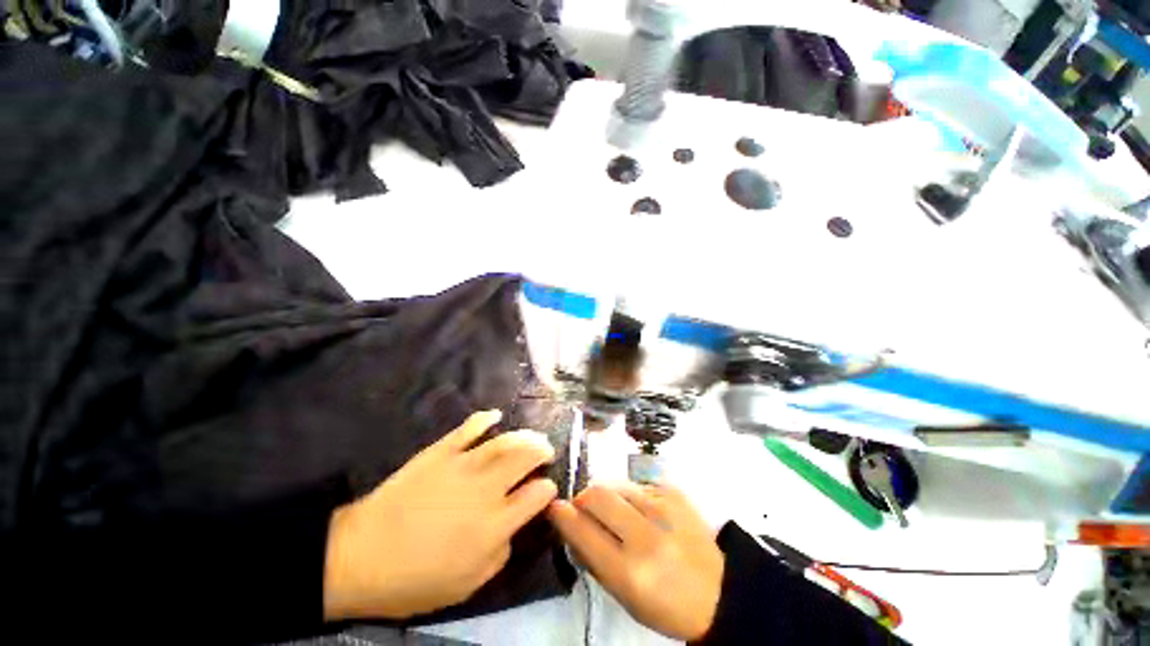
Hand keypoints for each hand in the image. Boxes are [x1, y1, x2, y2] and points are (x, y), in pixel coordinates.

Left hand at [324, 410, 557, 620]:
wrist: (360, 557)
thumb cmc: (414, 580)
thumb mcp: (467, 585)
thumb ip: (500, 555)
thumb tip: (512, 528)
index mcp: (495, 524)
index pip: (536, 495)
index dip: (547, 489)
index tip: (547, 487)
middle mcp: (486, 489)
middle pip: (526, 458)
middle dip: (542, 451)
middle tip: (547, 450)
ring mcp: (463, 465)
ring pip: (504, 441)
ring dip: (524, 435)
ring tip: (532, 435)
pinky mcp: (440, 452)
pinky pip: (468, 428)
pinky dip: (484, 418)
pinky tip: (495, 415)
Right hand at [548, 483, 724, 641]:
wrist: (718, 591)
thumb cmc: (665, 603)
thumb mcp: (625, 596)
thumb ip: (594, 559)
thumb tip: (571, 524)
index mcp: (631, 572)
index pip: (584, 533)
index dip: (563, 516)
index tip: (554, 506)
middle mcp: (646, 536)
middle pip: (598, 495)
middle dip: (583, 499)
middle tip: (583, 507)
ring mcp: (664, 509)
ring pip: (617, 485)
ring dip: (608, 496)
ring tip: (616, 512)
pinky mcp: (675, 493)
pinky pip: (639, 485)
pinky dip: (632, 496)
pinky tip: (642, 511)